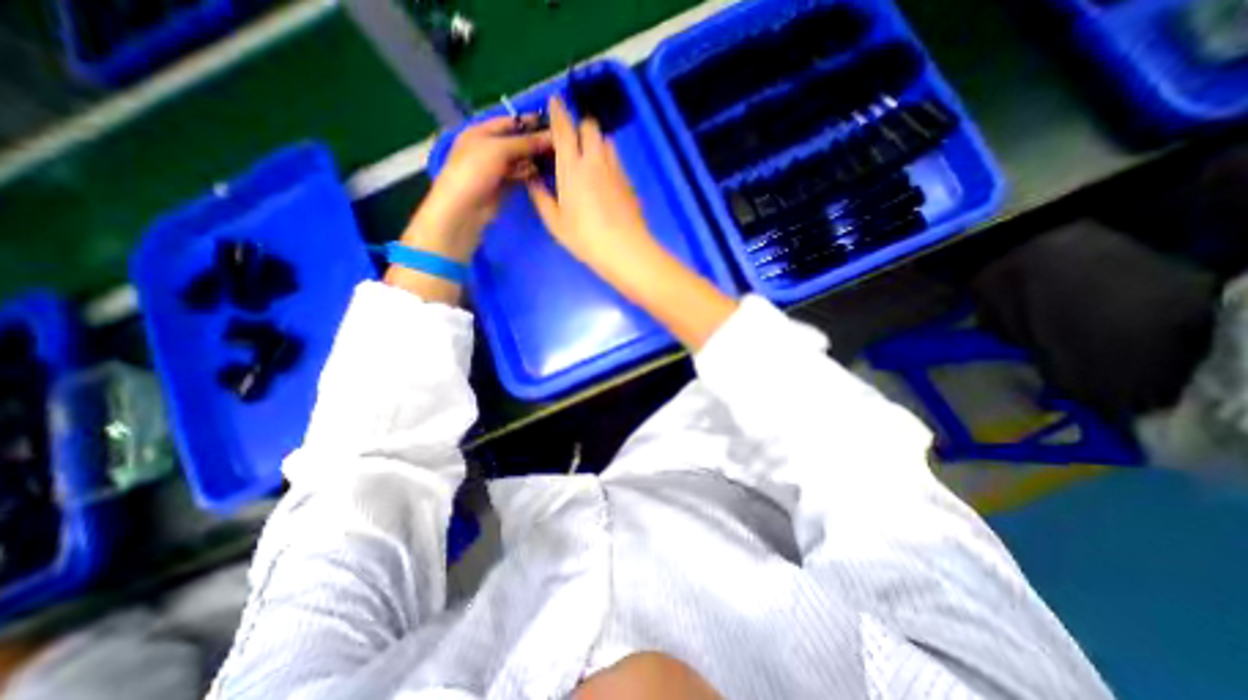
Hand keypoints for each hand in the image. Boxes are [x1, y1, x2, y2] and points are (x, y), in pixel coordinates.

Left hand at [404, 115, 548, 259]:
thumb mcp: (499, 149)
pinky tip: (542, 174)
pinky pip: (520, 176)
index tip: (552, 123)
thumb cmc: (475, 170)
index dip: (529, 121)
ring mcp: (496, 168)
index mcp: (481, 131)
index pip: (509, 121)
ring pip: (520, 160)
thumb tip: (550, 136)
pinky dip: (530, 174)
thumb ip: (525, 142)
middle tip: (557, 144)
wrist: (464, 207)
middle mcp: (489, 148)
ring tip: (554, 159)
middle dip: (535, 143)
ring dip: (534, 159)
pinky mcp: (504, 186)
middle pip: (516, 142)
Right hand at [523, 95, 733, 348]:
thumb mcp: (555, 222)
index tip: (554, 102)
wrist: (625, 250)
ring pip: (606, 141)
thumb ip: (541, 196)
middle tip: (571, 143)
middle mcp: (595, 160)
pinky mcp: (628, 181)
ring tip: (587, 160)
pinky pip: (616, 159)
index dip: (558, 112)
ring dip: (595, 142)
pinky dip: (607, 159)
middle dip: (579, 127)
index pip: (564, 129)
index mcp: (572, 167)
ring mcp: (615, 170)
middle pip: (590, 126)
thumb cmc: (585, 238)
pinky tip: (602, 179)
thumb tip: (532, 178)